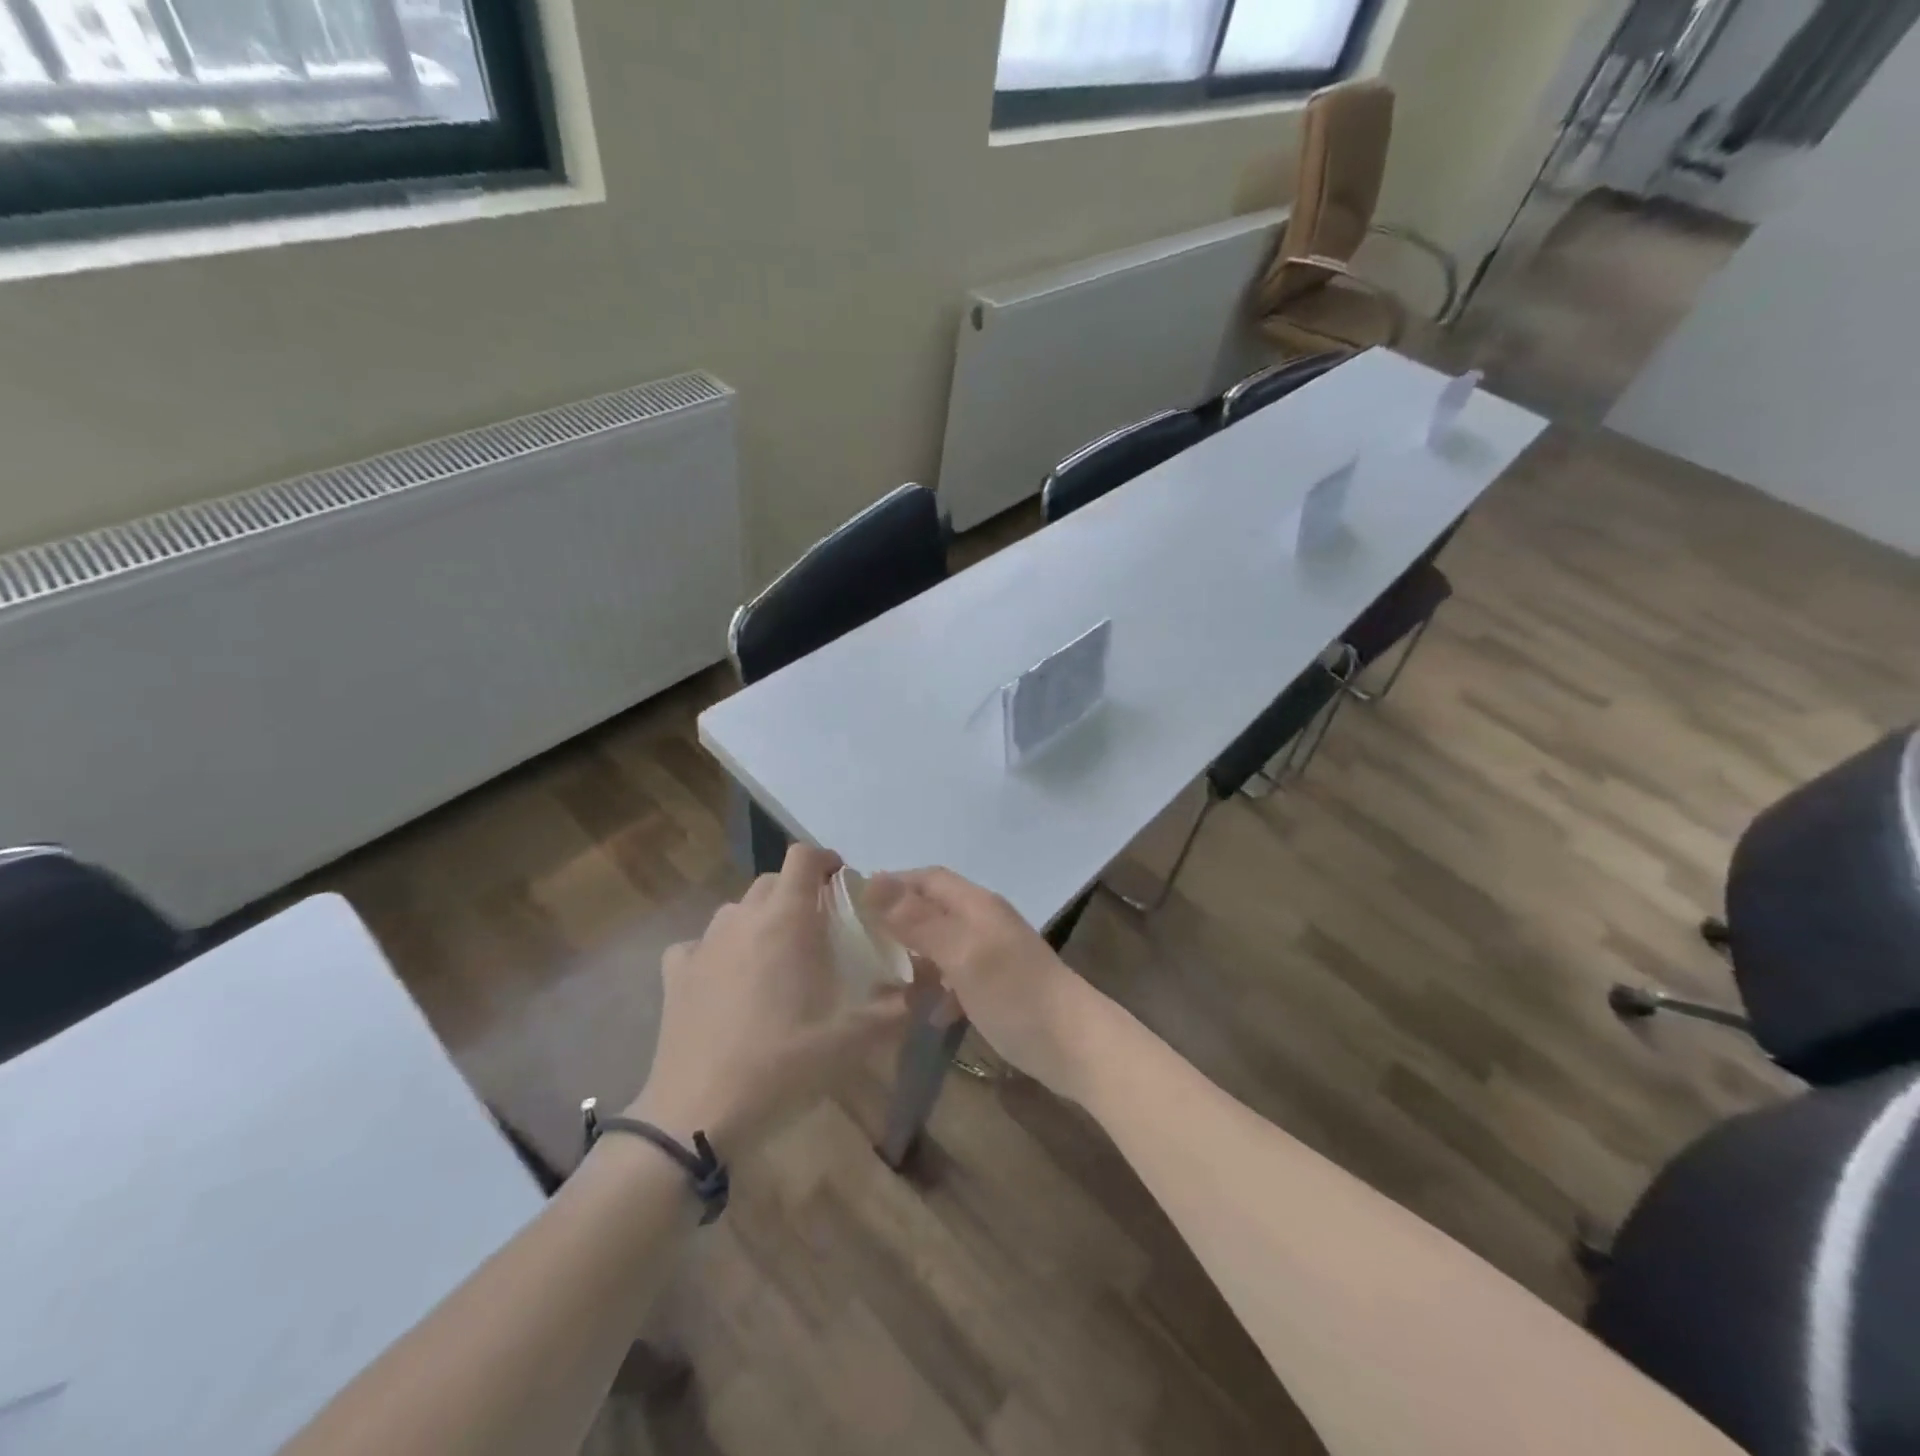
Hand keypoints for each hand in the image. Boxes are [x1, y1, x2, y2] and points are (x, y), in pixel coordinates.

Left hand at [628, 845, 908, 1158]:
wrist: (699, 1113)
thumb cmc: (782, 1065)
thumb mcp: (853, 1039)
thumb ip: (897, 1006)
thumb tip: (930, 982)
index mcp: (786, 920)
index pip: (803, 857)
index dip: (826, 861)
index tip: (843, 884)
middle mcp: (742, 918)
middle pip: (773, 881)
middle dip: (799, 893)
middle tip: (820, 930)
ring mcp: (704, 943)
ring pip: (738, 910)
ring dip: (762, 919)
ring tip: (778, 957)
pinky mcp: (676, 973)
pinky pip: (701, 943)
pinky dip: (721, 950)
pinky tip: (729, 981)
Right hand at [866, 868, 1107, 1099]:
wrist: (1076, 1044)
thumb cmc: (1015, 993)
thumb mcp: (961, 953)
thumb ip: (918, 920)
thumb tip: (872, 880)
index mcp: (976, 905)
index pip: (929, 879)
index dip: (893, 884)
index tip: (854, 903)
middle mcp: (985, 921)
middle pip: (935, 908)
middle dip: (900, 919)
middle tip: (861, 944)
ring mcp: (995, 954)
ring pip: (945, 943)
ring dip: (916, 955)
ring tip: (882, 979)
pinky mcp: (1001, 986)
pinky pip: (958, 976)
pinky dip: (938, 988)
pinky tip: (926, 1013)